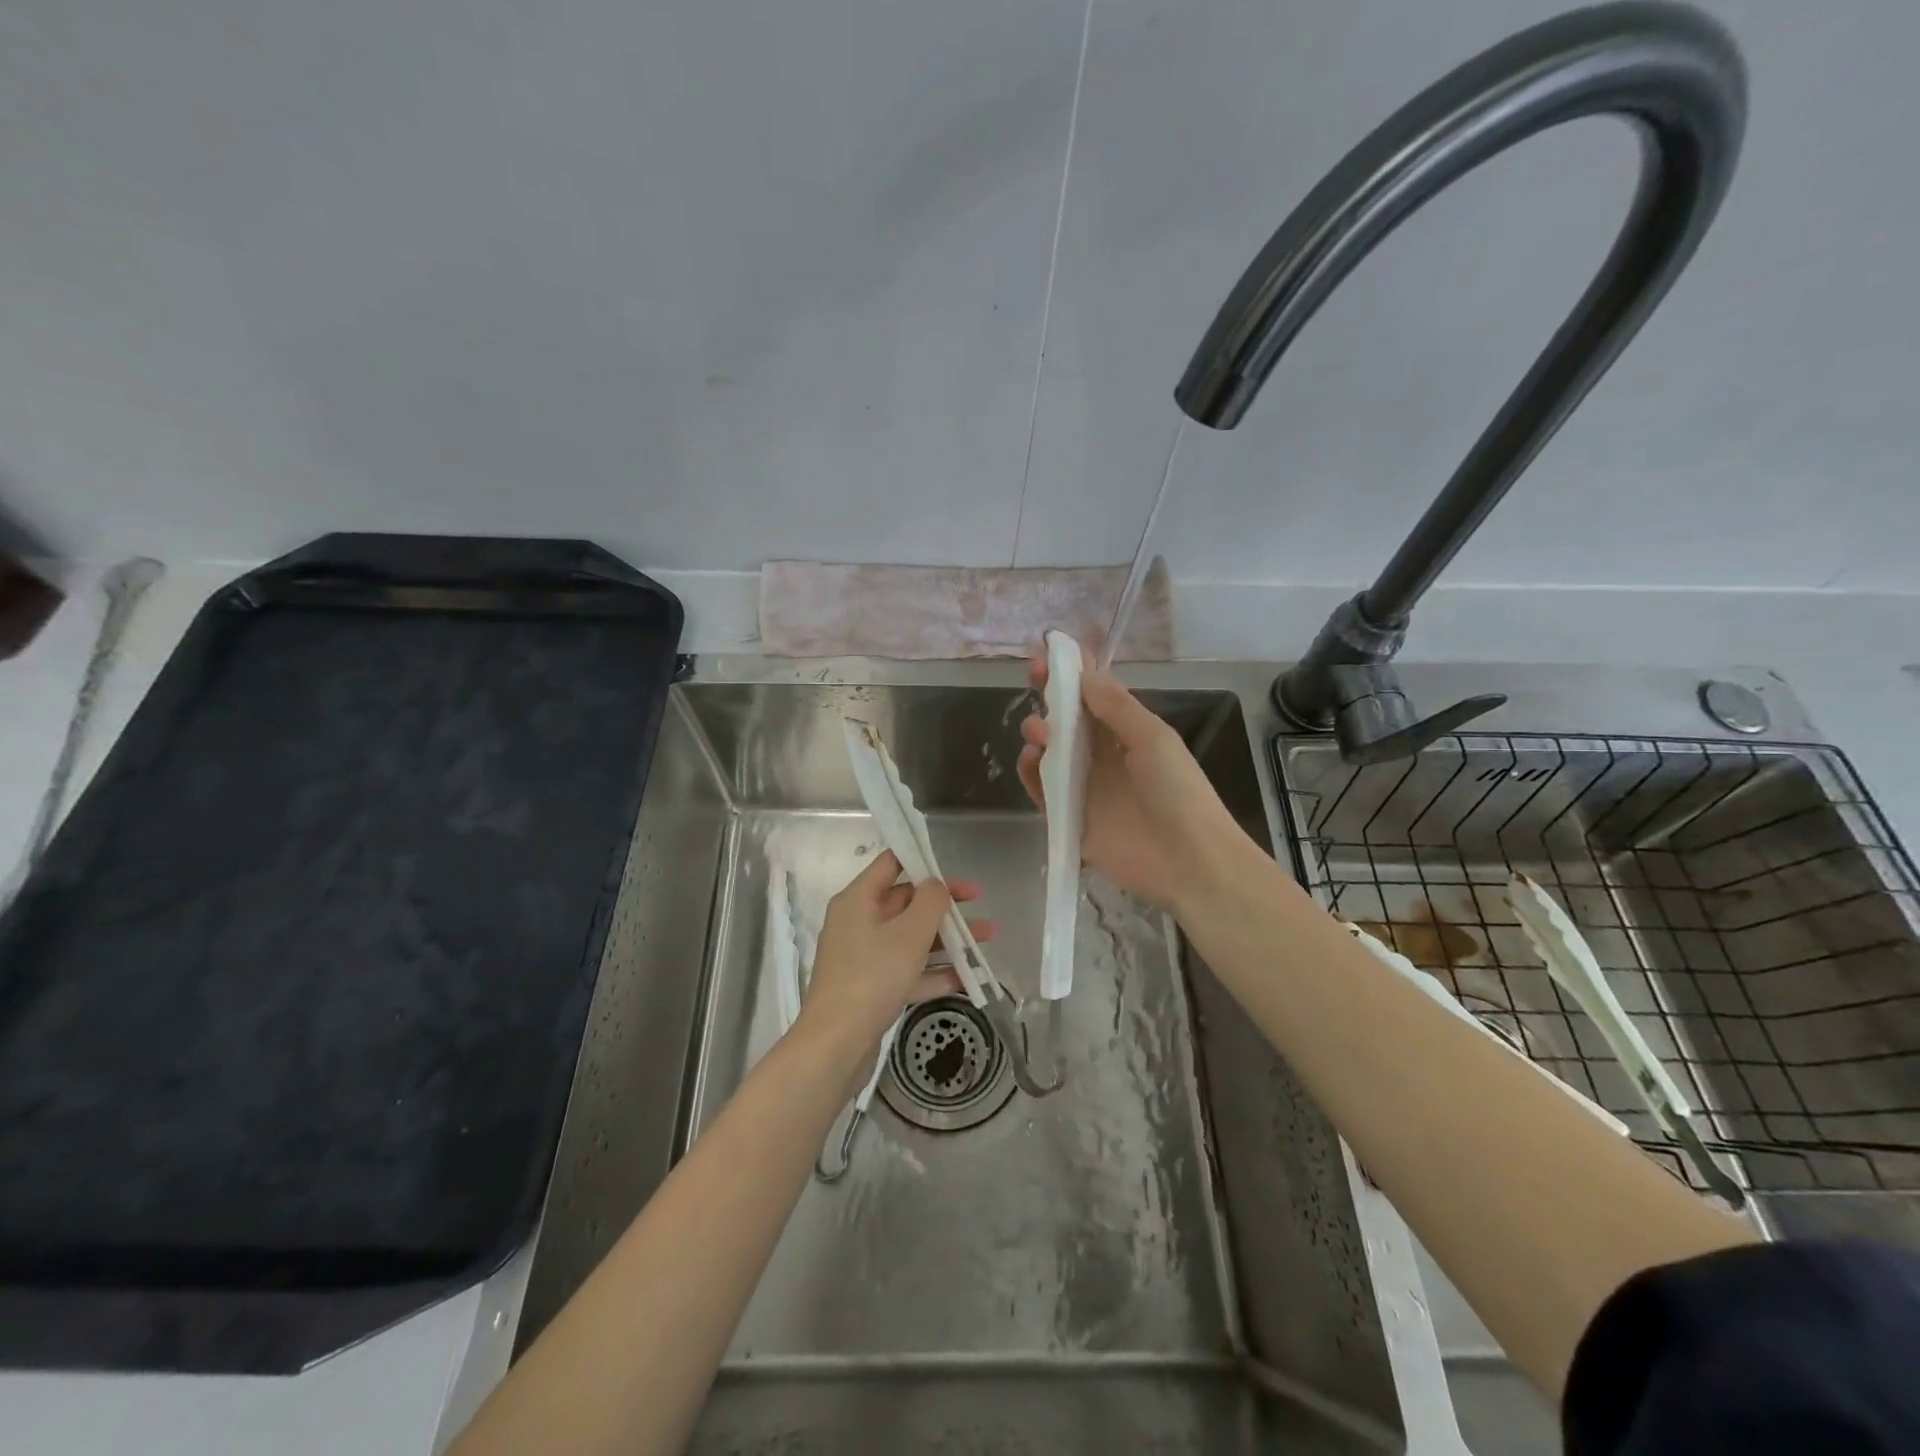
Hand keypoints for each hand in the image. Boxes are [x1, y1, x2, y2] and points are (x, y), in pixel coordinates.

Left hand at [794, 851, 995, 1074]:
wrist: (836, 1044)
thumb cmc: (872, 976)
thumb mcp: (909, 933)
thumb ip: (930, 902)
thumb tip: (936, 885)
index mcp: (859, 899)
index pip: (890, 864)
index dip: (922, 859)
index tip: (952, 865)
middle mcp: (858, 922)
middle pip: (906, 902)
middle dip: (945, 904)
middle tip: (981, 903)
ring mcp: (864, 957)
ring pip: (911, 938)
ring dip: (948, 938)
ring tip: (987, 940)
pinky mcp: (872, 989)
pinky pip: (908, 971)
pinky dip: (934, 971)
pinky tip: (968, 978)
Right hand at [1016, 652, 1248, 910]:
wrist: (1186, 860)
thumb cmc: (1176, 791)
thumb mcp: (1152, 738)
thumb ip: (1116, 706)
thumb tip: (1084, 673)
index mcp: (1127, 732)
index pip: (1094, 695)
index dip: (1073, 672)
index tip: (1050, 650)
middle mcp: (1102, 755)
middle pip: (1067, 719)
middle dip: (1049, 694)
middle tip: (1035, 675)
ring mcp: (1083, 786)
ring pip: (1050, 751)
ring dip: (1039, 732)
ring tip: (1038, 731)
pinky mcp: (1067, 817)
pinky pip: (1040, 789)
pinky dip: (1029, 772)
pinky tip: (1030, 758)